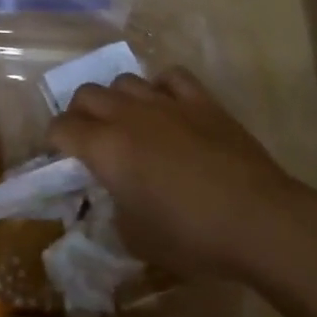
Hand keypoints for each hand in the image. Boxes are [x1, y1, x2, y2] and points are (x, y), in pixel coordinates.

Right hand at [50, 67, 316, 282]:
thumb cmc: (192, 237)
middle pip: (87, 94)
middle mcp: (127, 115)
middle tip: (93, 139)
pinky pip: (170, 77)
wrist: (260, 222)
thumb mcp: (136, 238)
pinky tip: (168, 107)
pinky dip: (162, 88)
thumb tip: (114, 200)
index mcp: (104, 148)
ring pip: (125, 81)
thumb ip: (114, 211)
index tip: (63, 157)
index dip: (55, 141)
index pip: (60, 128)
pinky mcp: (201, 101)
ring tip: (130, 122)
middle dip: (81, 113)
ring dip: (118, 99)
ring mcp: (165, 103)